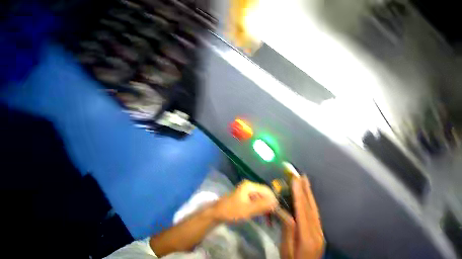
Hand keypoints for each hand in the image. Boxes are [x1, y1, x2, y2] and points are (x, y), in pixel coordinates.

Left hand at [214, 180, 277, 221]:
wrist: (218, 212)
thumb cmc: (232, 210)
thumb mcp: (248, 209)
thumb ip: (262, 205)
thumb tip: (275, 202)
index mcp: (250, 186)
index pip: (266, 190)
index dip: (273, 199)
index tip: (277, 211)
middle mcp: (249, 186)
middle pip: (264, 193)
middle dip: (269, 203)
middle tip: (274, 215)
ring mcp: (247, 190)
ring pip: (260, 197)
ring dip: (265, 206)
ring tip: (269, 217)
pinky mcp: (245, 196)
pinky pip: (256, 200)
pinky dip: (260, 206)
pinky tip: (262, 215)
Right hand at [277, 175, 324, 258]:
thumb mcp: (286, 248)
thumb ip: (288, 230)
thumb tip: (287, 212)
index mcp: (307, 237)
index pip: (302, 210)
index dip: (298, 194)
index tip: (295, 180)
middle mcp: (317, 232)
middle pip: (310, 207)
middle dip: (305, 190)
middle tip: (302, 176)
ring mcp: (320, 232)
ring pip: (314, 209)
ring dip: (308, 193)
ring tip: (305, 182)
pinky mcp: (319, 232)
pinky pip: (314, 213)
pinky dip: (310, 201)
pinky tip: (307, 196)